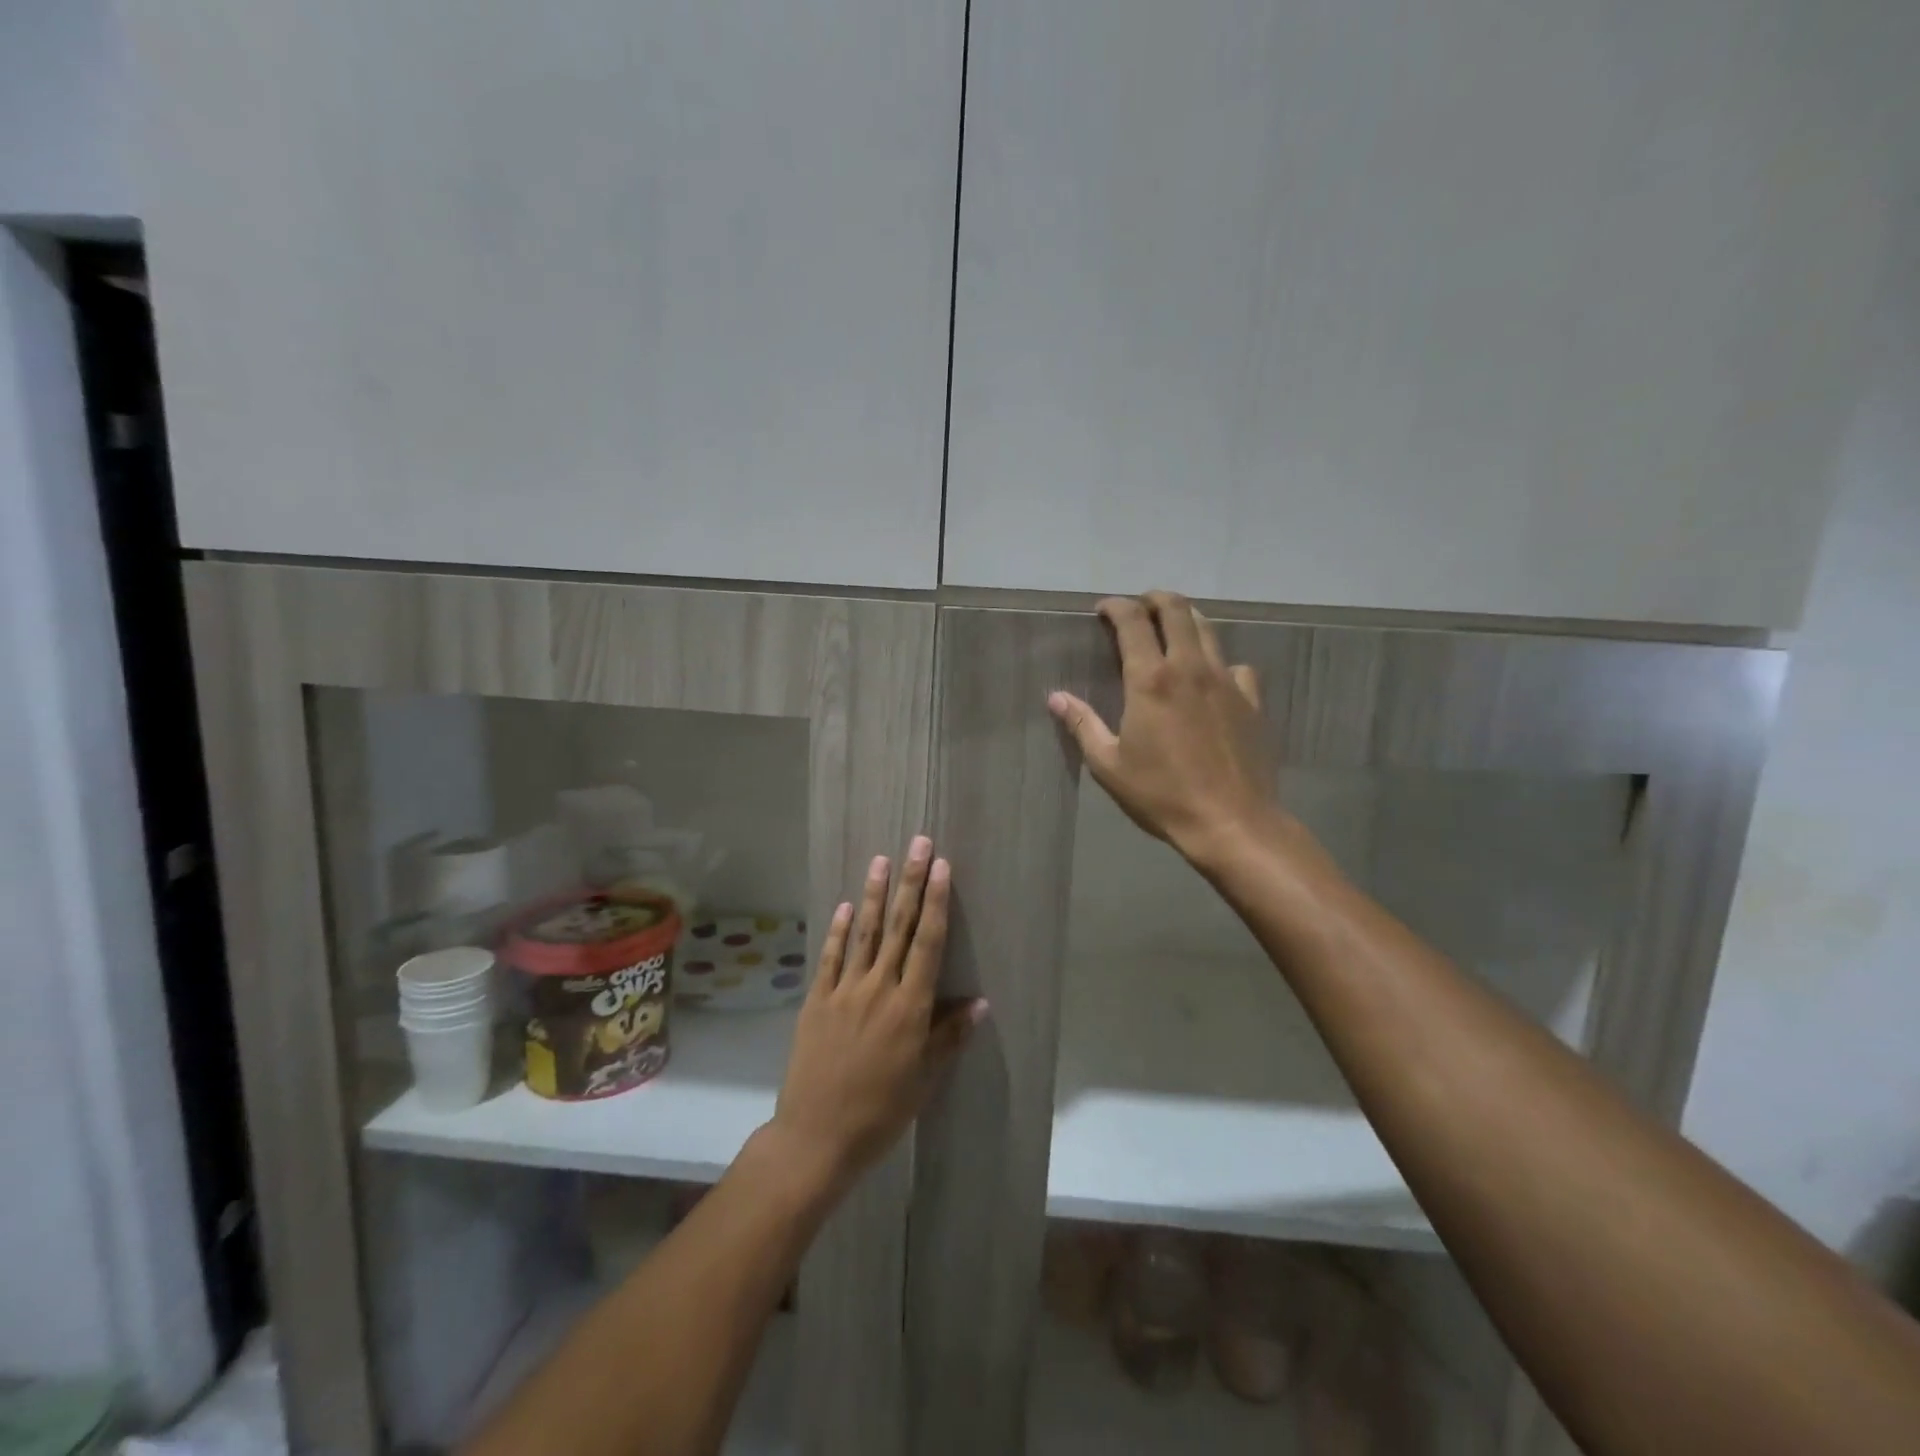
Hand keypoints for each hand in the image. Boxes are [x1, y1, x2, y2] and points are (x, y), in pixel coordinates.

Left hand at [769, 837, 984, 1191]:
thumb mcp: (924, 1079)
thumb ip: (950, 1036)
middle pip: (900, 927)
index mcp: (911, 1007)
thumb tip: (981, 1002)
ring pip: (865, 933)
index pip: (928, 943)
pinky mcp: (816, 1001)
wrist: (817, 1136)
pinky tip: (845, 906)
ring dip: (875, 895)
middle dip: (911, 883)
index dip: (936, 902)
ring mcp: (844, 991)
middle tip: (919, 844)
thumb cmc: (881, 1112)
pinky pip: (831, 958)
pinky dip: (838, 931)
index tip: (942, 867)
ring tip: (882, 860)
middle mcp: (879, 988)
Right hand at [1049, 591, 1288, 867]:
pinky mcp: (1251, 700)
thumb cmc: (1161, 794)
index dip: (1116, 606)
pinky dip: (1219, 661)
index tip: (1103, 609)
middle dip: (1154, 599)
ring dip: (1186, 619)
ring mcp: (1226, 681)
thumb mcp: (1109, 764)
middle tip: (1139, 607)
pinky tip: (1212, 678)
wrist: (1231, 822)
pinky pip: (1236, 665)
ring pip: (1208, 629)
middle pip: (1176, 610)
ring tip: (1171, 628)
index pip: (1133, 621)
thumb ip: (1082, 724)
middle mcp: (1190, 667)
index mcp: (1150, 680)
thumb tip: (1056, 697)